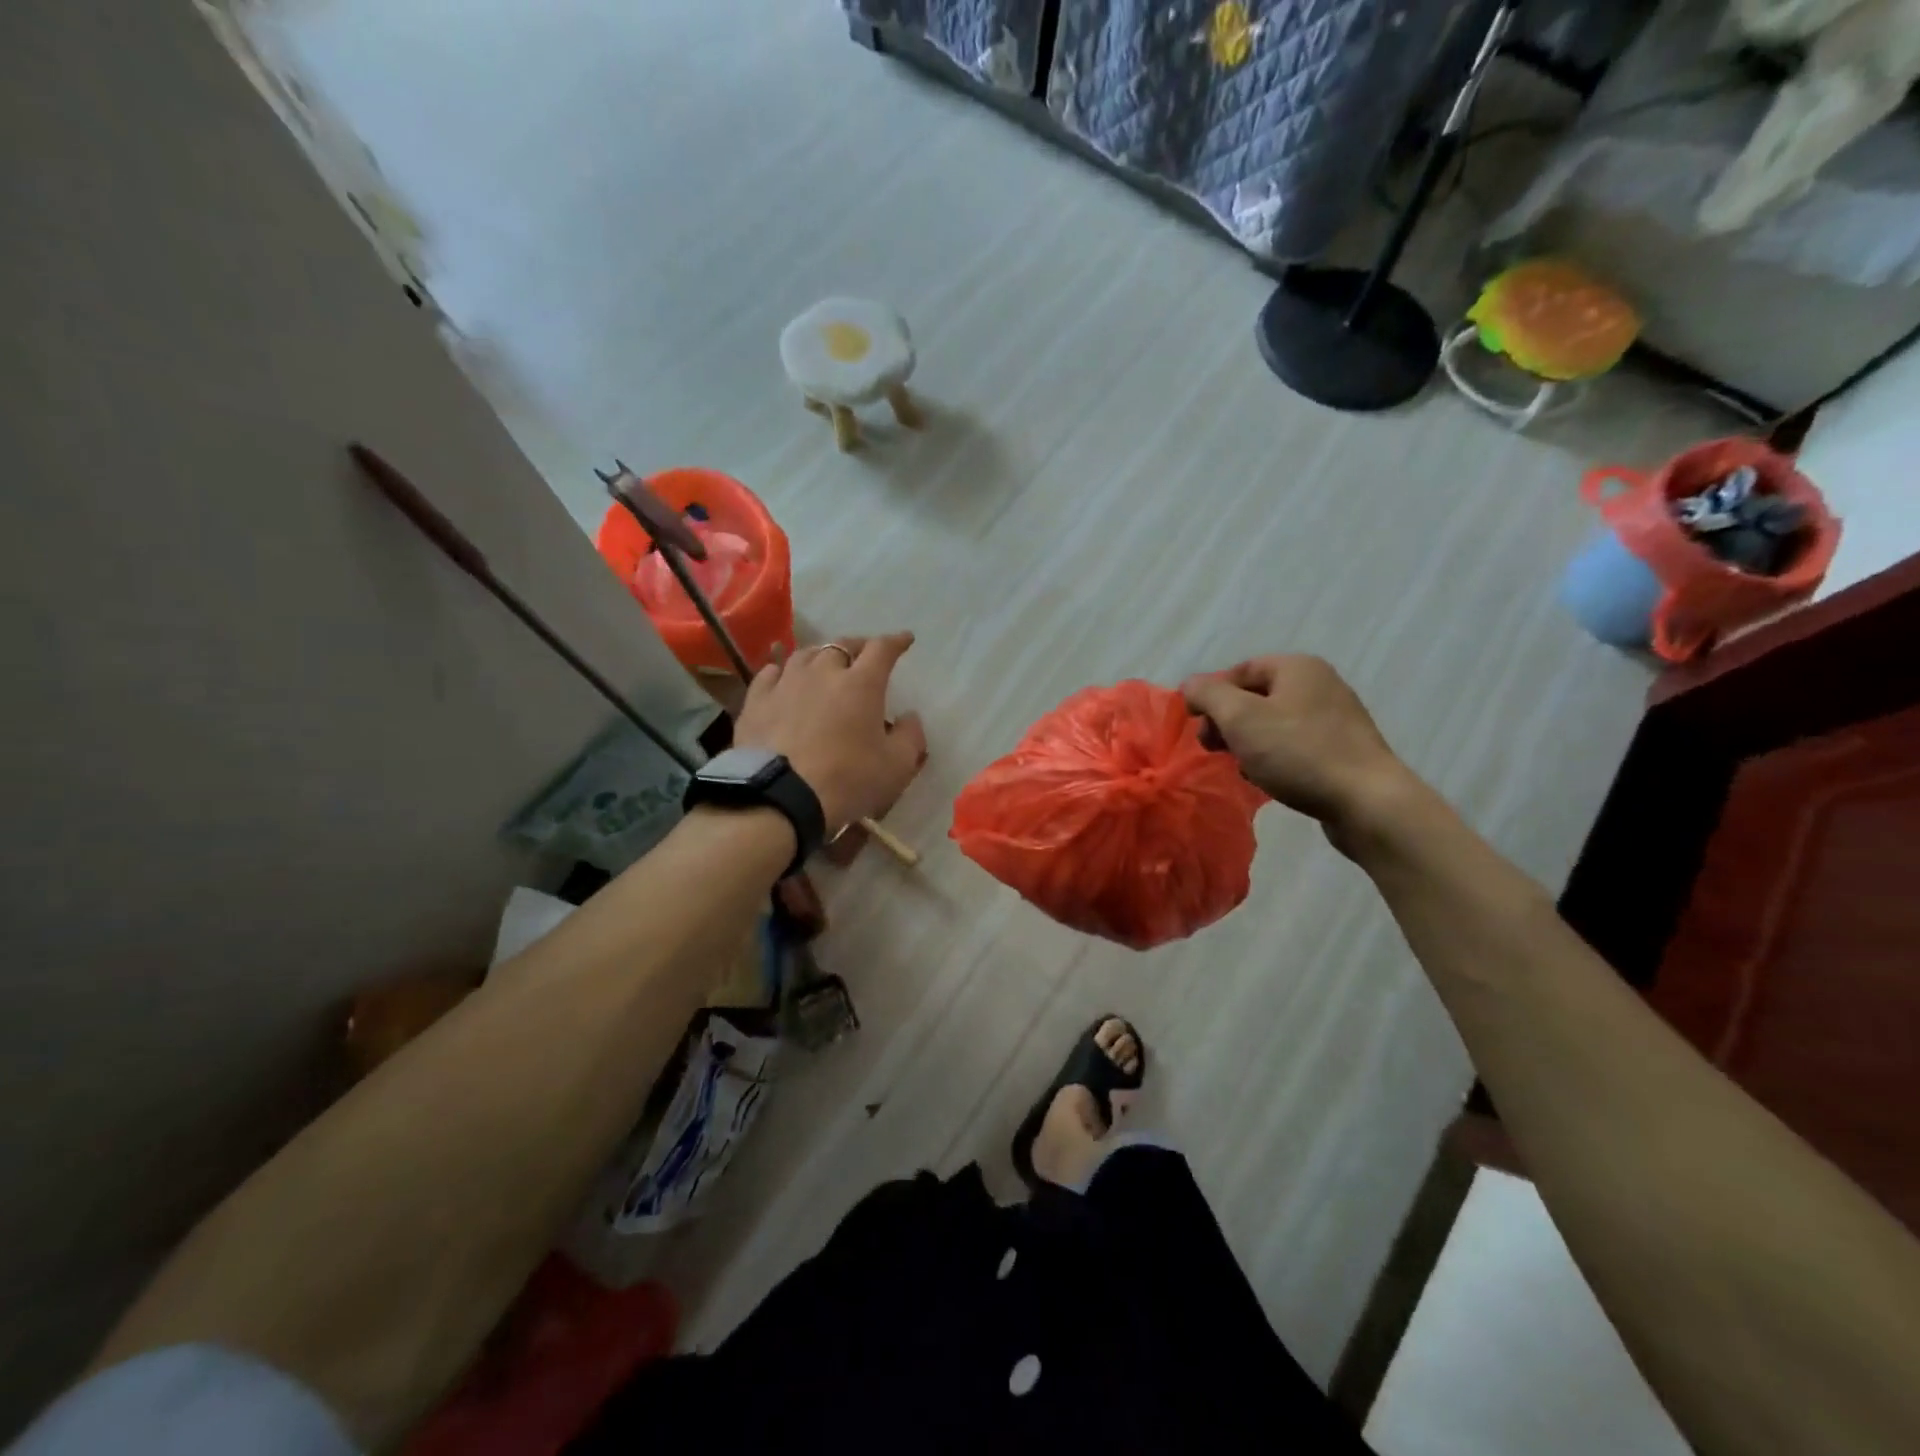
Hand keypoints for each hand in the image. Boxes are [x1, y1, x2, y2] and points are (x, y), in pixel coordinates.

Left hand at [734, 633, 928, 832]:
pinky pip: (770, 673)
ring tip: (825, 666)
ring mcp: (785, 683)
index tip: (905, 640)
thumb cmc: (847, 781)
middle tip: (864, 655)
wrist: (779, 797)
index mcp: (861, 684)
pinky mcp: (756, 701)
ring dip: (820, 656)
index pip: (882, 649)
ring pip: (805, 655)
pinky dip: (783, 672)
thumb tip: (910, 717)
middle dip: (858, 646)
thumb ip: (910, 737)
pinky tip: (783, 678)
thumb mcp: (896, 767)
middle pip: (842, 645)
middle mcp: (823, 672)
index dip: (895, 642)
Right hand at [1180, 655, 1414, 845]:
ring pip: (1274, 723)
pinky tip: (1269, 779)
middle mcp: (1320, 684)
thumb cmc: (1298, 752)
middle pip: (1256, 696)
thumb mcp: (1240, 718)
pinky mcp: (1343, 749)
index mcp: (1298, 668)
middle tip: (1214, 748)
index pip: (1240, 670)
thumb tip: (1190, 686)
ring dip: (1249, 743)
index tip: (1196, 725)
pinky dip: (1274, 758)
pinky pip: (1295, 745)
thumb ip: (1208, 695)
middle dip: (1228, 722)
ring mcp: (1336, 718)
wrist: (1367, 801)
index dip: (1211, 695)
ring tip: (1242, 767)